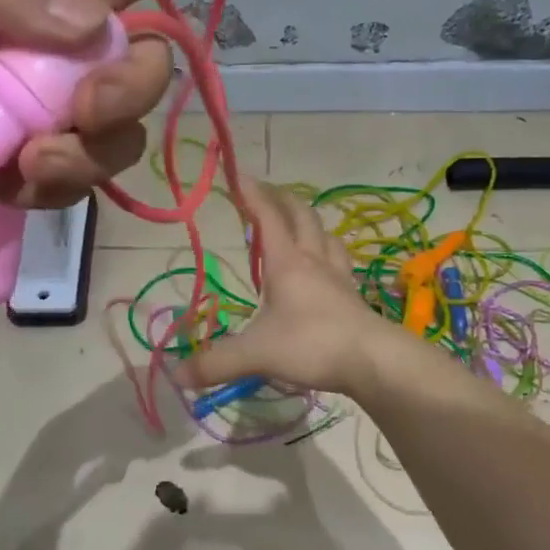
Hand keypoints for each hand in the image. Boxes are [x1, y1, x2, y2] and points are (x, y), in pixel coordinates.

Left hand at [0, 0, 172, 305]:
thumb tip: (96, 20)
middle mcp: (63, 47)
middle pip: (146, 54)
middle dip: (129, 83)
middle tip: (86, 105)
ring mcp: (62, 114)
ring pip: (127, 126)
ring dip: (92, 146)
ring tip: (33, 159)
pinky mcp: (53, 168)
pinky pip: (91, 177)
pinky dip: (59, 181)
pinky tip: (13, 181)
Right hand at [176, 183, 395, 396]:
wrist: (373, 361)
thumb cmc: (312, 344)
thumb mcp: (256, 354)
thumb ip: (216, 362)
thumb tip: (176, 374)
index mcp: (287, 264)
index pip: (267, 218)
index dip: (252, 194)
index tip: (238, 174)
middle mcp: (314, 262)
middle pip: (302, 217)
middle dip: (283, 200)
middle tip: (267, 192)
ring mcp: (338, 278)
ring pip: (327, 237)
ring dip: (311, 224)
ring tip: (300, 224)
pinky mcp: (353, 297)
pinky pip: (341, 263)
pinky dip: (331, 255)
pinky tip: (328, 266)